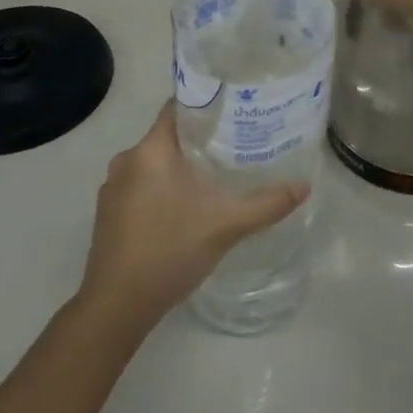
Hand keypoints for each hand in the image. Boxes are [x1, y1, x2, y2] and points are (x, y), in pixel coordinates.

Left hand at [78, 106, 307, 332]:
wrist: (116, 307)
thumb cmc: (169, 251)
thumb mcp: (226, 225)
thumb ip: (267, 204)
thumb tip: (304, 186)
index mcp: (150, 150)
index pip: (178, 108)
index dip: (206, 106)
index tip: (234, 111)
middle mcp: (126, 160)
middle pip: (169, 136)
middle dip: (200, 140)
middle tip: (235, 145)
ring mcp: (113, 188)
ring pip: (154, 163)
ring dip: (180, 167)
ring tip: (215, 176)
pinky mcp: (108, 214)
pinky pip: (140, 186)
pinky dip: (162, 188)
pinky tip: (185, 208)